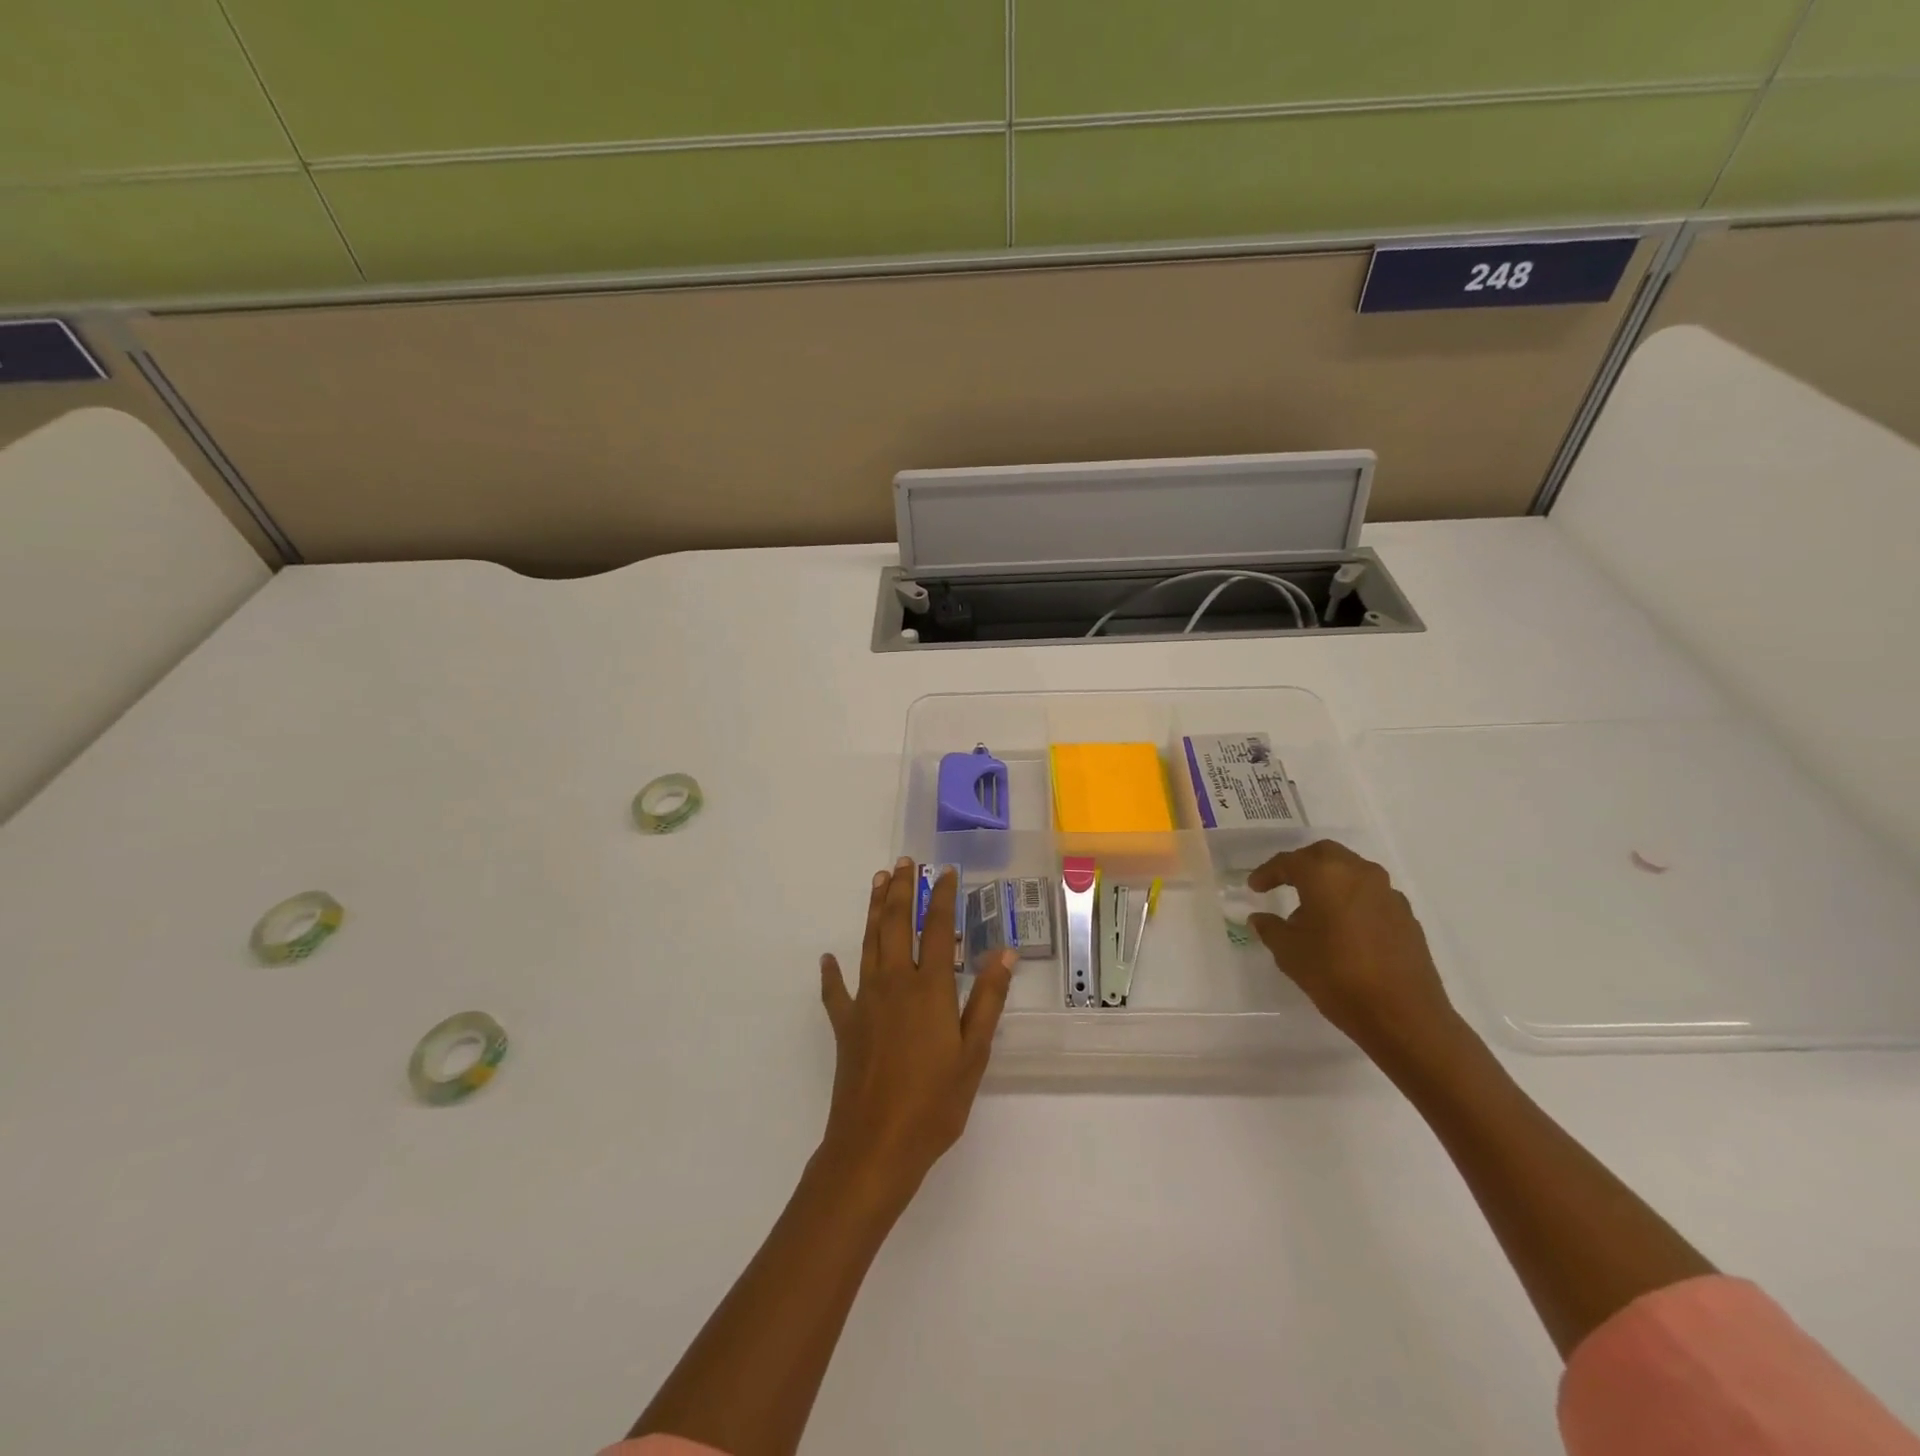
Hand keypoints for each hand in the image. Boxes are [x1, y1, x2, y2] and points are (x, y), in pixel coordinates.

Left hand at [817, 860, 1015, 1208]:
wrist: (875, 1145)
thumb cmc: (934, 1102)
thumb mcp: (974, 1053)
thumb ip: (987, 999)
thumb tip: (1004, 951)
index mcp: (929, 988)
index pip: (937, 929)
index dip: (942, 897)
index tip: (945, 871)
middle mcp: (894, 983)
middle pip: (896, 924)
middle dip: (902, 890)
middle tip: (904, 862)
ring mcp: (865, 1002)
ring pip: (869, 943)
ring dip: (874, 911)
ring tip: (878, 883)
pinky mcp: (845, 1026)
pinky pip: (836, 991)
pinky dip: (832, 973)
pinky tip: (827, 959)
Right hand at [1246, 840, 1469, 1070]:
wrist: (1403, 1015)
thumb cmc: (1336, 976)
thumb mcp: (1289, 953)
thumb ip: (1271, 929)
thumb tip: (1260, 918)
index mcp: (1325, 875)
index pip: (1289, 862)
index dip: (1267, 872)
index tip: (1254, 887)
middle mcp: (1359, 873)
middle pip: (1325, 855)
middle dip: (1302, 865)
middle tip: (1284, 883)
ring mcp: (1388, 893)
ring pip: (1352, 872)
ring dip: (1330, 882)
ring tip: (1314, 911)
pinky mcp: (1406, 916)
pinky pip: (1371, 896)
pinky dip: (1352, 901)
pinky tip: (1344, 929)